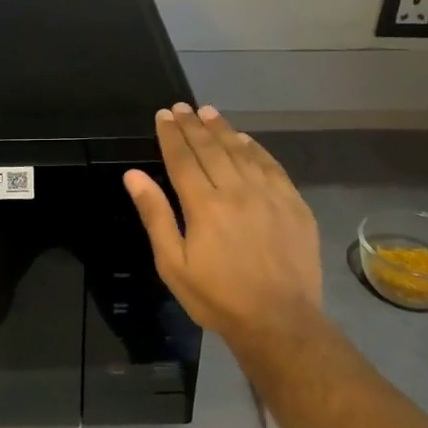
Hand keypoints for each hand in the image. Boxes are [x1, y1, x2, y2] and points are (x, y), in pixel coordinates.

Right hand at [124, 103, 324, 352]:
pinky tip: (246, 139)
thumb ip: (155, 215)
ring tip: (209, 112)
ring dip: (223, 130)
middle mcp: (237, 190)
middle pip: (211, 149)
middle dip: (193, 125)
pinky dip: (256, 149)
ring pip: (242, 151)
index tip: (163, 115)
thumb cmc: (217, 297)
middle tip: (182, 107)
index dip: (171, 135)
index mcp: (204, 204)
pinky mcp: (294, 204)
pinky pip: (272, 166)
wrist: (280, 320)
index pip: (182, 159)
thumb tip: (133, 175)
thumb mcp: (173, 263)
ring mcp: (269, 195)